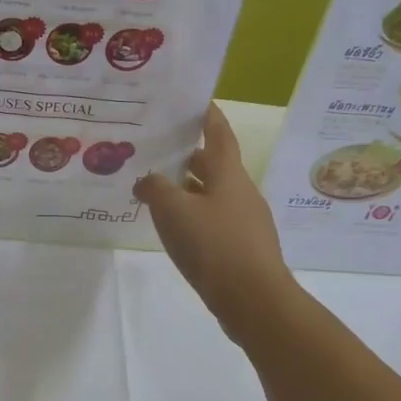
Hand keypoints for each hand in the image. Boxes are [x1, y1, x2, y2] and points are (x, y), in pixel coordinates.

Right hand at [134, 104, 296, 340]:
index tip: (196, 100)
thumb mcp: (173, 210)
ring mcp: (245, 222)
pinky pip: (214, 221)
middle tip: (159, 150)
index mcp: (228, 175)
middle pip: (214, 166)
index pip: (219, 134)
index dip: (208, 116)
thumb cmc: (213, 245)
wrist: (253, 300)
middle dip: (189, 156)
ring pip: (212, 195)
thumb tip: (146, 180)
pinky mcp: (242, 249)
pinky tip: (175, 229)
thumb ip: (155, 188)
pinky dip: (194, 217)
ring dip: (188, 190)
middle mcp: (241, 193)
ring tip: (158, 191)